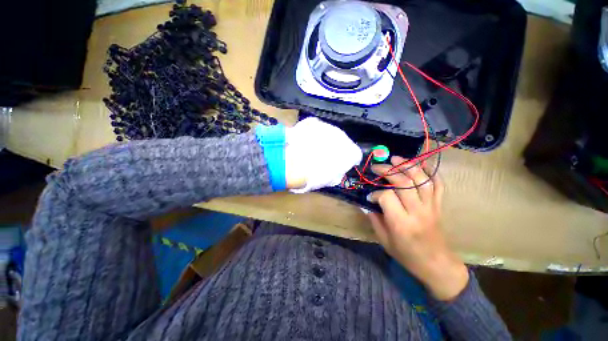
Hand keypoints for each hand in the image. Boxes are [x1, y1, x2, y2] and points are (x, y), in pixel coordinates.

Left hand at [285, 117, 361, 191]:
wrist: (294, 163)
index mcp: (350, 152)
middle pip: (342, 142)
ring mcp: (328, 126)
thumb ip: (338, 172)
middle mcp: (343, 136)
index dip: (349, 160)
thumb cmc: (314, 176)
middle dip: (336, 148)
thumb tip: (336, 170)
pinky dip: (313, 133)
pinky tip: (305, 140)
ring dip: (324, 140)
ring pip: (330, 133)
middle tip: (324, 156)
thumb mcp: (330, 180)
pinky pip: (317, 127)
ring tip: (313, 148)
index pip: (355, 154)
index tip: (342, 164)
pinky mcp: (314, 122)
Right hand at [367, 156, 468, 300]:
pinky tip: (421, 163)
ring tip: (396, 158)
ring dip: (408, 166)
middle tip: (376, 167)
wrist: (436, 264)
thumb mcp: (384, 240)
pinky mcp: (439, 205)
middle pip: (403, 183)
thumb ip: (374, 219)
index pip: (387, 197)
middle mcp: (417, 211)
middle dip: (388, 171)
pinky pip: (438, 184)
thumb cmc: (407, 255)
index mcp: (401, 223)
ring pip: (421, 179)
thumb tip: (367, 203)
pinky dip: (431, 171)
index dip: (375, 193)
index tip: (370, 196)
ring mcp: (431, 206)